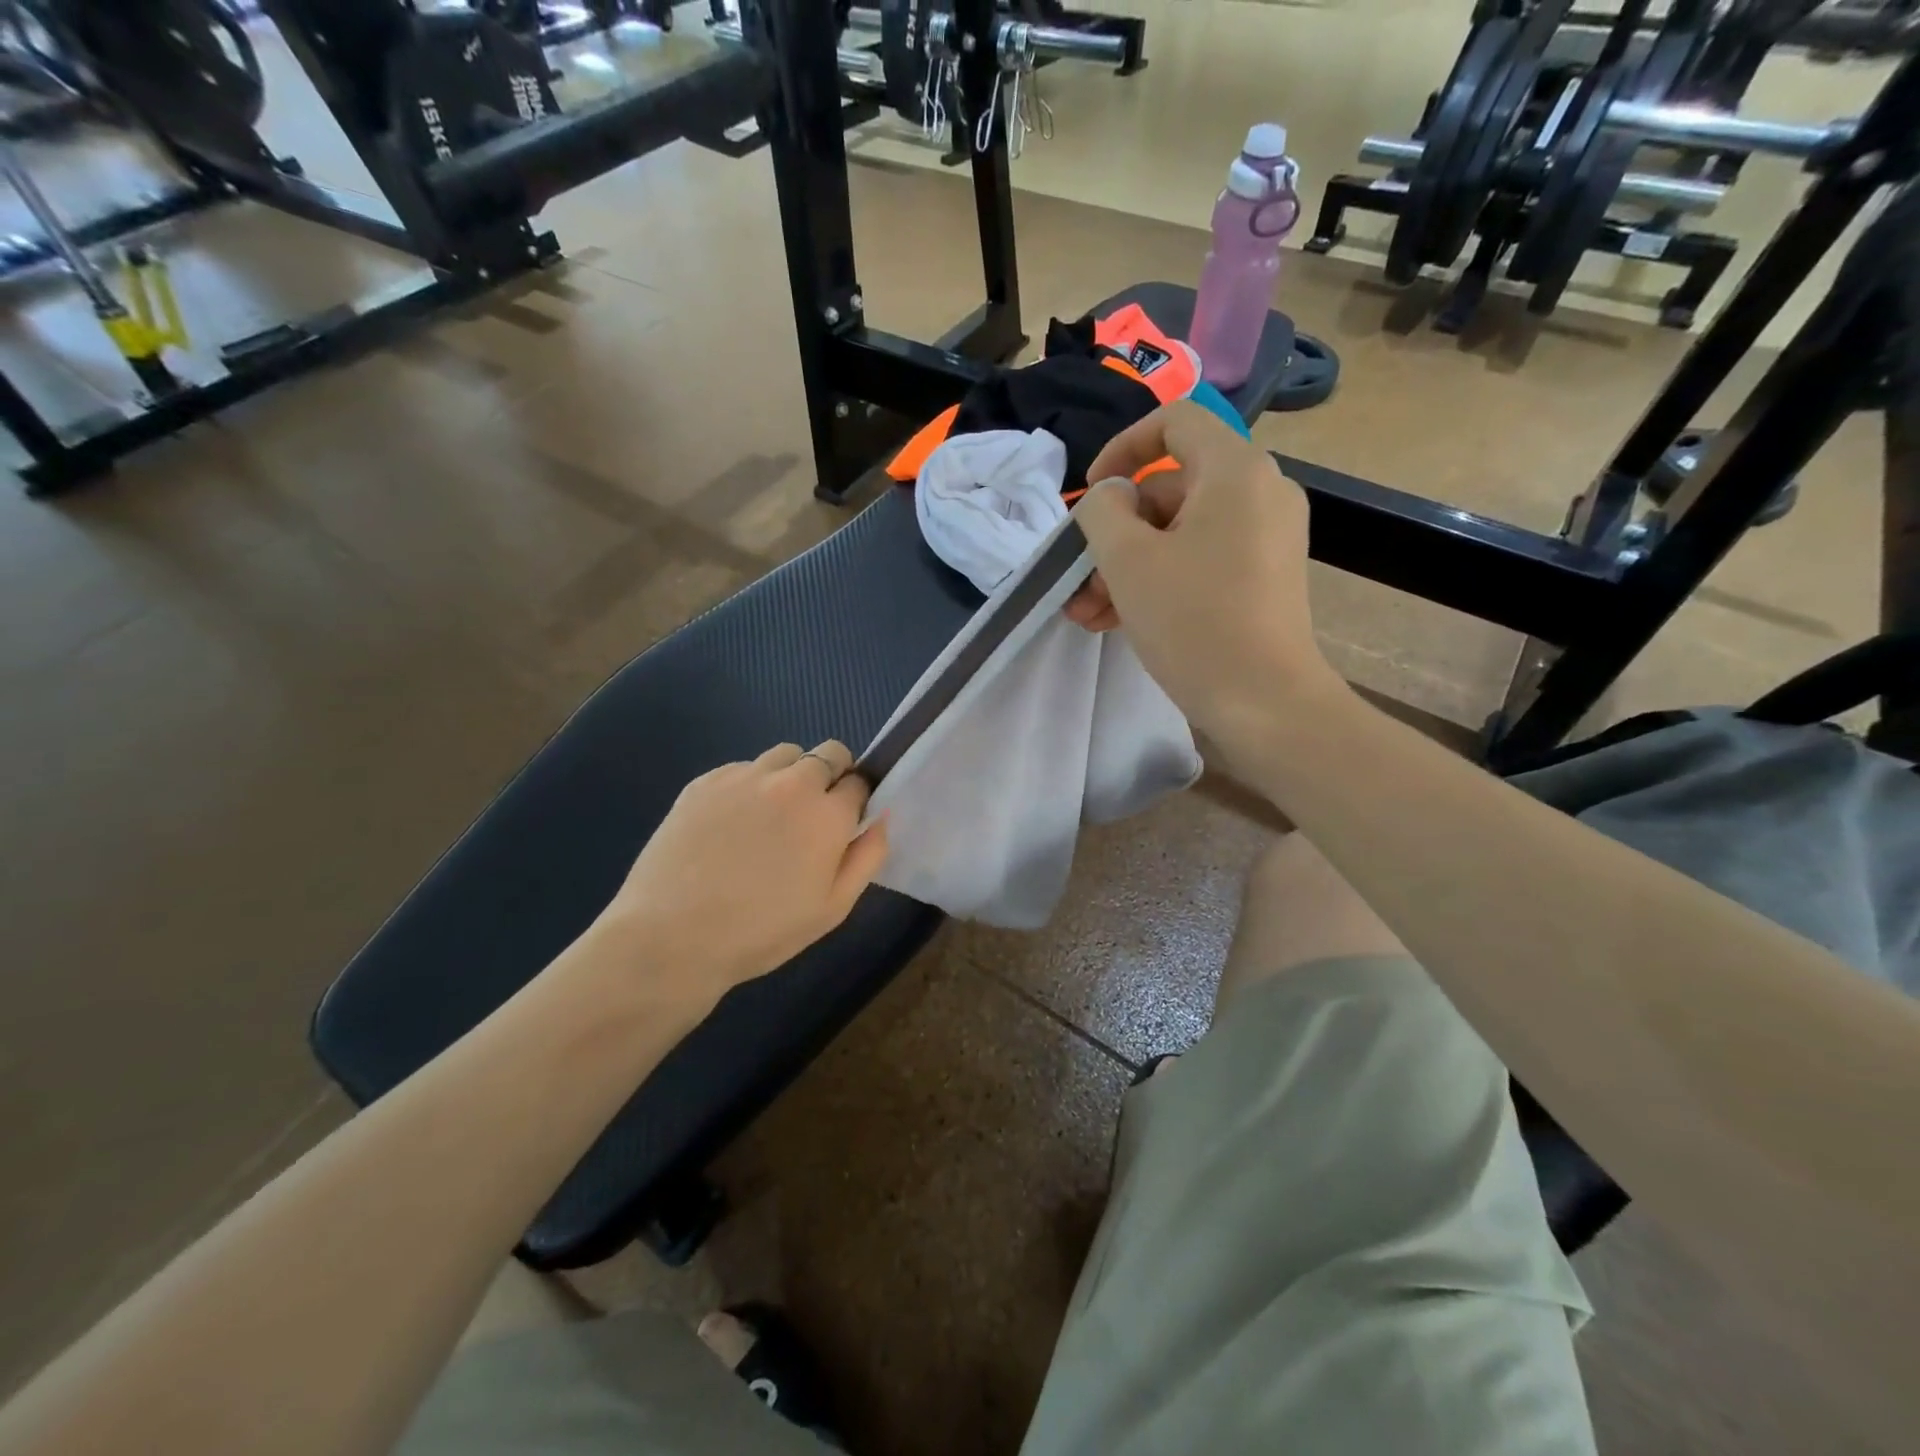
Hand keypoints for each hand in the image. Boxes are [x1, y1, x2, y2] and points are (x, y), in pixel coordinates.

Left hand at [590, 741, 888, 1012]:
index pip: (860, 781)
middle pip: (829, 753)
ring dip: (791, 775)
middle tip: (811, 818)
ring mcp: (744, 776)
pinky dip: (749, 786)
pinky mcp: (704, 781)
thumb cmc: (761, 932)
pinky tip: (730, 825)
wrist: (671, 938)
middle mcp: (791, 783)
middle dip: (831, 777)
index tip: (843, 825)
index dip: (856, 801)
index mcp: (828, 814)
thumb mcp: (833, 908)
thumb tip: (882, 817)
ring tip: (770, 817)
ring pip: (785, 754)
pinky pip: (742, 768)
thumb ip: (868, 856)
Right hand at [1069, 401, 1337, 751]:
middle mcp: (1260, 492)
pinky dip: (1159, 580)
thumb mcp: (1128, 560)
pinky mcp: (1263, 576)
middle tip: (1078, 581)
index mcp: (1235, 471)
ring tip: (1086, 615)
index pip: (1175, 422)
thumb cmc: (1193, 621)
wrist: (1265, 702)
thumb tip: (1112, 496)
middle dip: (1114, 534)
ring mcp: (1266, 537)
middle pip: (1170, 489)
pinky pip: (1201, 559)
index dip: (1122, 448)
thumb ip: (1103, 511)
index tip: (1090, 492)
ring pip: (1180, 533)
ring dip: (1126, 567)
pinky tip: (1115, 622)